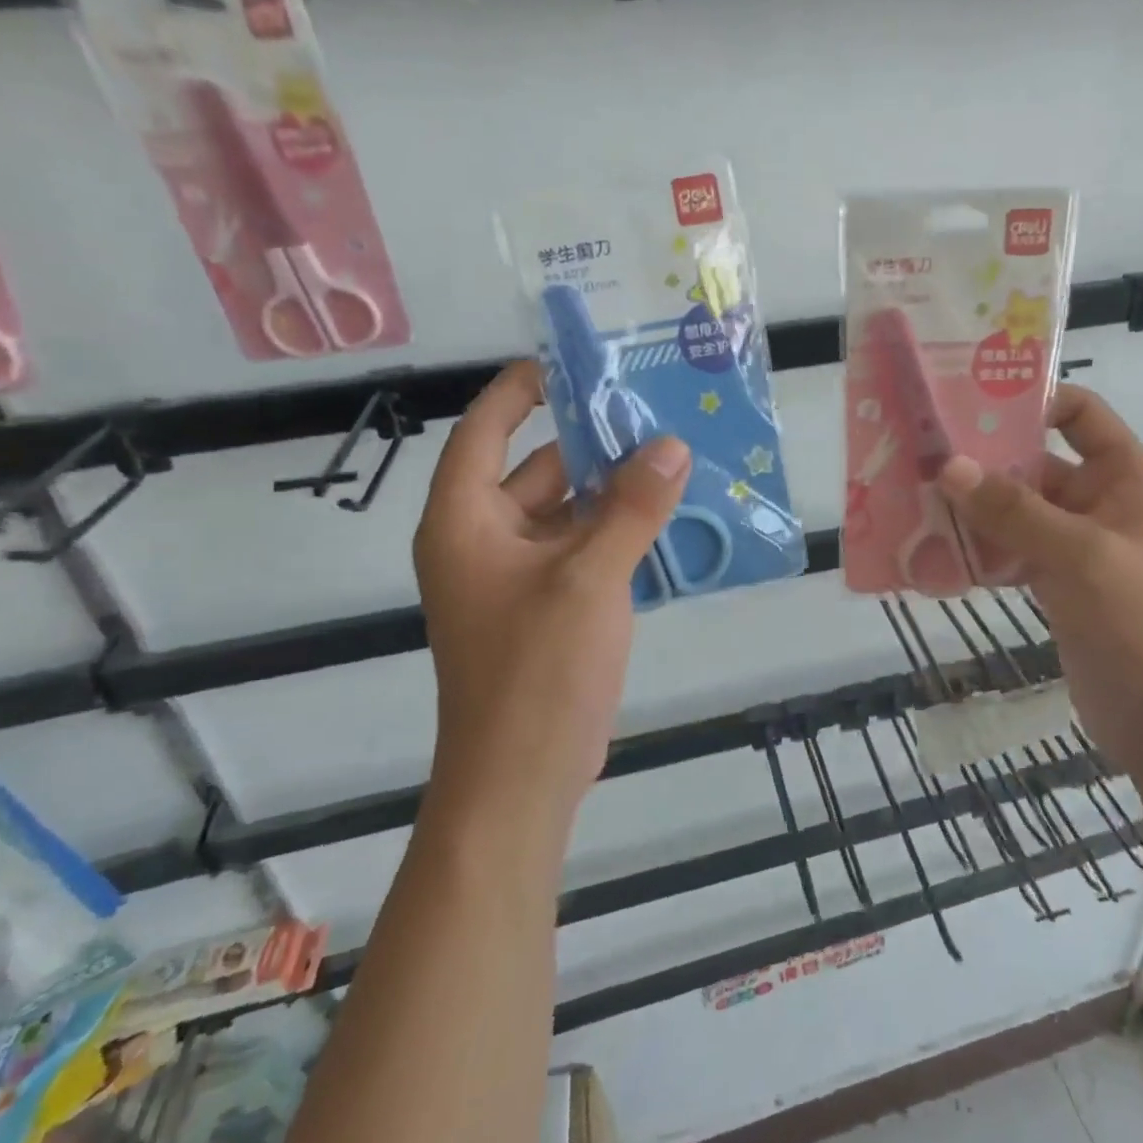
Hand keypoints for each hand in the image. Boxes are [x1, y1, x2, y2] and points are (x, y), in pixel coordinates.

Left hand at [413, 361, 690, 835]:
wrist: (522, 779)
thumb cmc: (537, 670)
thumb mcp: (589, 579)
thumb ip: (632, 508)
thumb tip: (672, 447)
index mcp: (466, 520)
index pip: (485, 429)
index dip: (522, 389)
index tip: (574, 363)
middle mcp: (485, 538)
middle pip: (538, 467)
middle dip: (594, 442)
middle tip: (656, 412)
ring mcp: (519, 575)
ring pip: (569, 510)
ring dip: (616, 489)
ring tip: (676, 457)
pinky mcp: (549, 604)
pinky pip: (585, 547)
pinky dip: (621, 530)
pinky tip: (672, 516)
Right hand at [937, 386, 1142, 772]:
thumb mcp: (1081, 556)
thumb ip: (1014, 511)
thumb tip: (948, 466)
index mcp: (1124, 478)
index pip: (1080, 415)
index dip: (1033, 401)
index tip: (968, 403)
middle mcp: (1100, 504)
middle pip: (1034, 465)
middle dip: (981, 463)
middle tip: (917, 456)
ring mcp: (1077, 550)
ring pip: (1016, 515)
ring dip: (971, 512)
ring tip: (911, 502)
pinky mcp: (1058, 590)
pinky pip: (1011, 557)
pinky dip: (978, 555)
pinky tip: (932, 555)